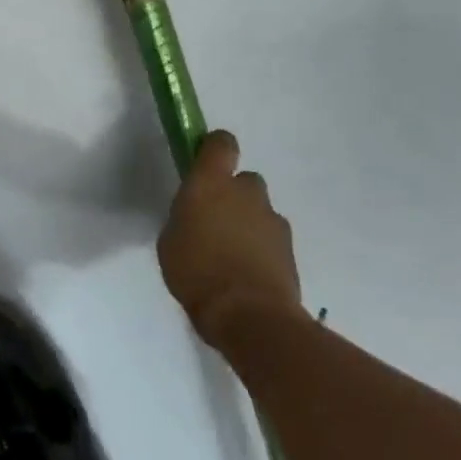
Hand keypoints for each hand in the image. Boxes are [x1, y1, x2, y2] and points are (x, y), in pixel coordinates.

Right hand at [158, 131, 302, 341]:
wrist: (249, 315)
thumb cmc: (196, 271)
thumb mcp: (171, 240)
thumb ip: (186, 218)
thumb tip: (197, 216)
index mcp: (210, 184)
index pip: (221, 144)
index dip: (214, 148)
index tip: (204, 162)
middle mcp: (245, 193)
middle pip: (244, 179)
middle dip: (233, 193)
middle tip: (215, 220)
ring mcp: (272, 220)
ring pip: (259, 210)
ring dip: (248, 222)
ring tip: (231, 253)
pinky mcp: (290, 248)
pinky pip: (271, 237)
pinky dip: (261, 247)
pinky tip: (246, 272)